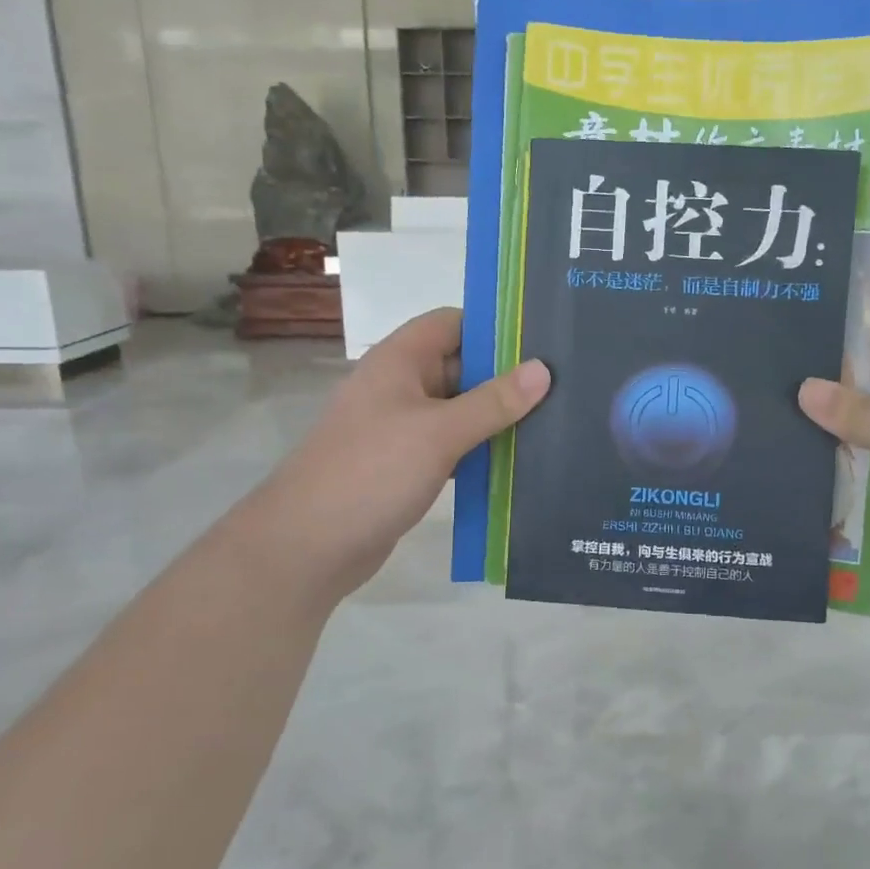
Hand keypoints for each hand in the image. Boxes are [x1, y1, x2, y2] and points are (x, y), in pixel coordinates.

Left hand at [267, 308, 548, 601]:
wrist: (308, 546)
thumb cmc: (372, 472)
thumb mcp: (439, 432)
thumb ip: (493, 401)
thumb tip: (543, 369)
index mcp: (400, 360)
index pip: (453, 323)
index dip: (495, 327)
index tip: (543, 341)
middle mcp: (399, 385)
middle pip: (460, 366)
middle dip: (505, 376)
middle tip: (562, 387)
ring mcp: (400, 427)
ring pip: (458, 410)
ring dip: (495, 417)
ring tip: (552, 422)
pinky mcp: (404, 464)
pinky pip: (450, 445)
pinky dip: (478, 450)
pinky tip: (518, 462)